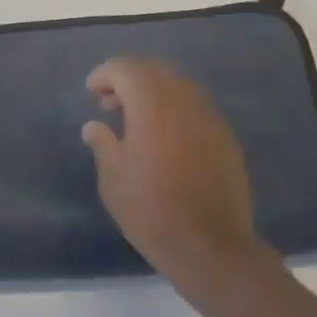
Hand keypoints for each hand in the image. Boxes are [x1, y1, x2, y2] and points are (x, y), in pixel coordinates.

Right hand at [81, 58, 273, 288]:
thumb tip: (95, 126)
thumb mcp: (113, 180)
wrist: (211, 247)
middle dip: (129, 78)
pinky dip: (175, 109)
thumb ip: (103, 144)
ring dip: (154, 92)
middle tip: (110, 103)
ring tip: (136, 120)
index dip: (105, 74)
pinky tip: (165, 138)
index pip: (126, 69)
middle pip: (155, 70)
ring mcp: (210, 117)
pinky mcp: (226, 137)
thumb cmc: (152, 212)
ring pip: (178, 86)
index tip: (91, 91)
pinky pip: (196, 107)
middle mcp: (184, 101)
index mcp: (152, 105)